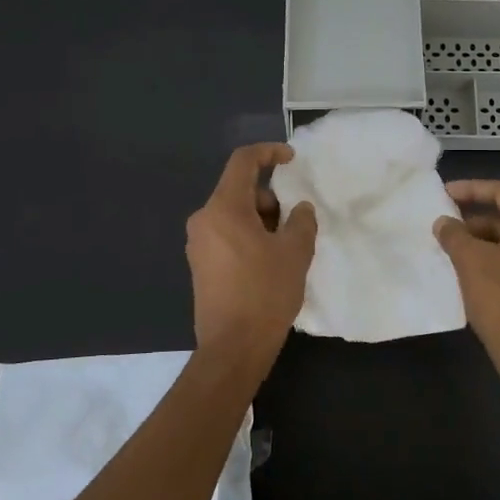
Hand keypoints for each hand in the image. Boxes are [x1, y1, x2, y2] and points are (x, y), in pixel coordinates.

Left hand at [186, 144, 316, 363]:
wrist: (233, 347)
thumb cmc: (265, 293)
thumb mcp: (295, 252)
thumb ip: (301, 221)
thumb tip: (299, 209)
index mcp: (224, 208)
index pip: (243, 162)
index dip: (269, 152)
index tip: (292, 158)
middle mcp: (204, 220)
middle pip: (240, 191)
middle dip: (272, 199)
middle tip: (296, 225)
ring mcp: (199, 244)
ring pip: (235, 215)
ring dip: (263, 221)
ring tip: (286, 250)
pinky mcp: (200, 265)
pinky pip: (227, 235)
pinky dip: (249, 237)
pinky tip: (269, 264)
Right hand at [435, 179, 499, 383]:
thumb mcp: (470, 263)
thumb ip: (454, 236)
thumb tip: (444, 222)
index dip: (472, 188)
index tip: (445, 194)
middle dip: (475, 217)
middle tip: (446, 225)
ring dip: (484, 240)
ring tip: (454, 251)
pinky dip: (497, 258)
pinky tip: (474, 273)